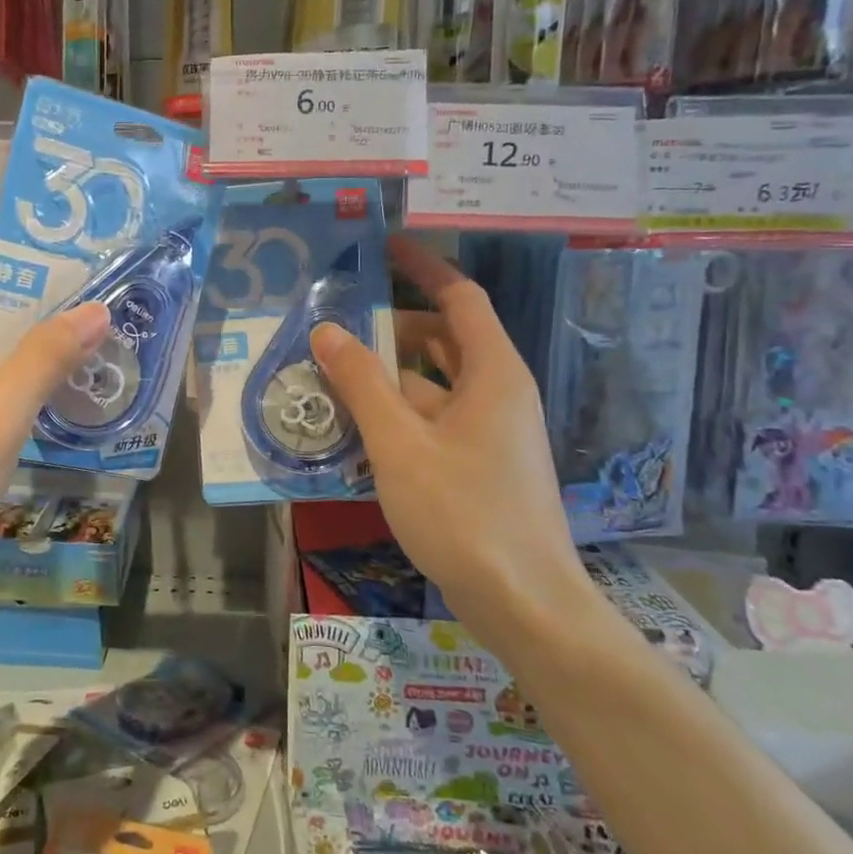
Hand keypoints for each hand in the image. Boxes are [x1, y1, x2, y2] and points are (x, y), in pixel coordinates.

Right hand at [312, 236, 592, 647]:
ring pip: (433, 385)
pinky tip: (354, 429)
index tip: (384, 249)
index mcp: (492, 373)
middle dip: (391, 329)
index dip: (423, 268)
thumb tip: (327, 330)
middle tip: (335, 327)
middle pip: (443, 340)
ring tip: (330, 377)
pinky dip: (396, 415)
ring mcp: (490, 432)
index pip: (459, 298)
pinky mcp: (479, 466)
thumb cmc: (464, 513)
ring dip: (386, 378)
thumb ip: (361, 383)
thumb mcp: (399, 443)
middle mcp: (497, 393)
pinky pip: (433, 421)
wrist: (525, 604)